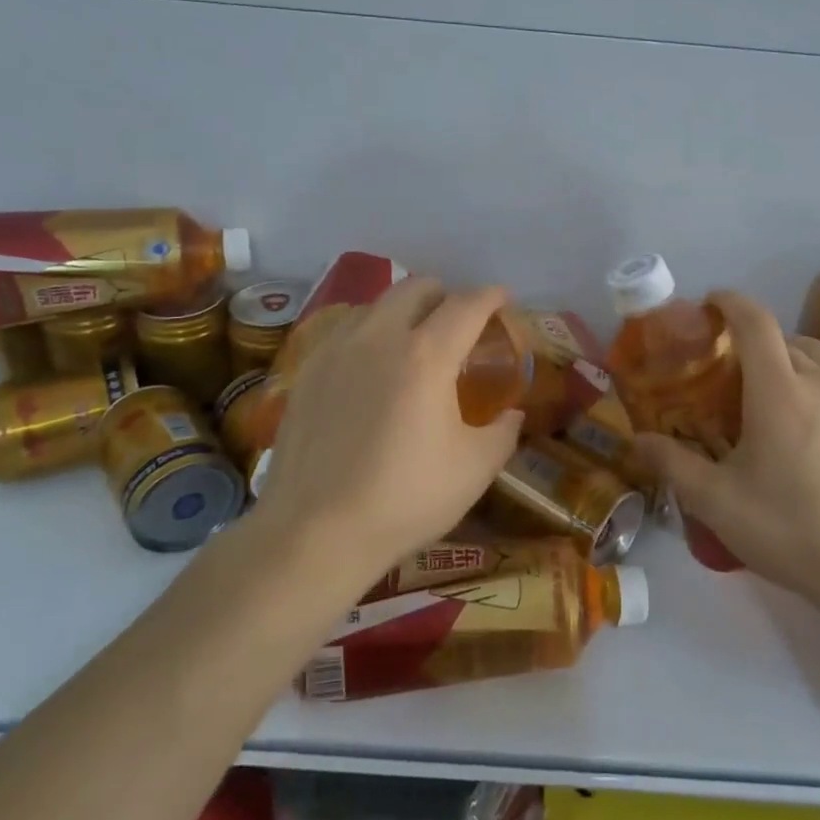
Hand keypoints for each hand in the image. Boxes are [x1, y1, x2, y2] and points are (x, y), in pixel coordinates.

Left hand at [249, 278, 523, 586]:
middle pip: (417, 287)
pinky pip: (347, 329)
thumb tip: (512, 413)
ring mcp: (337, 349)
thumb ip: (503, 431)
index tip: (503, 299)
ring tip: (415, 342)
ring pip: (377, 303)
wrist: (314, 532)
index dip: (491, 296)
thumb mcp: (475, 469)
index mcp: (427, 354)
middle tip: (460, 323)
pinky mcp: (307, 370)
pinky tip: (372, 367)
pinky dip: (371, 332)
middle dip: (446, 295)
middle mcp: (379, 336)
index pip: (466, 305)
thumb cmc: (405, 499)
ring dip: (405, 310)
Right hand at [632, 291, 819, 614]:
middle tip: (730, 369)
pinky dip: (817, 384)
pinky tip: (810, 428)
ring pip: (819, 357)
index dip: (731, 302)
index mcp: (780, 392)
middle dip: (754, 340)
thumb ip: (675, 465)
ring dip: (789, 358)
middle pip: (786, 339)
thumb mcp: (719, 503)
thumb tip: (639, 441)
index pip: (756, 322)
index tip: (711, 303)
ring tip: (770, 392)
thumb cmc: (792, 531)